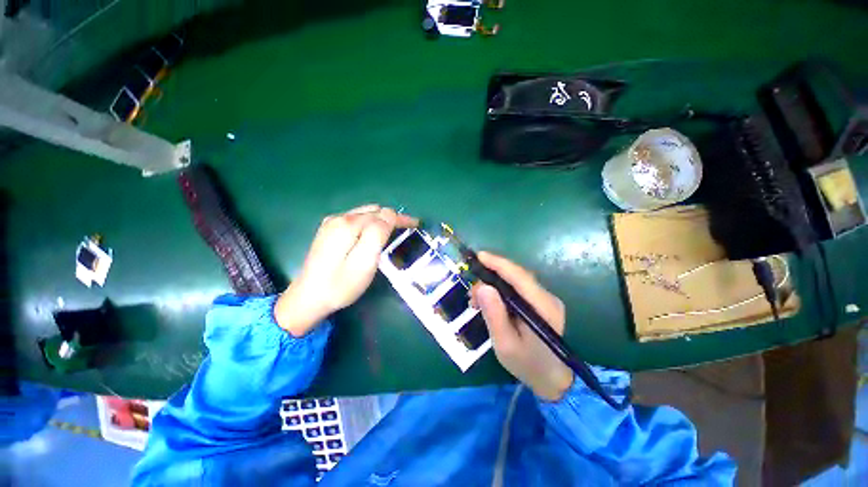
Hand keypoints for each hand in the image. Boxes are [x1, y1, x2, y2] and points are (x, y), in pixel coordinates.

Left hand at [275, 204, 417, 336]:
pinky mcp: (329, 230)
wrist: (307, 298)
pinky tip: (373, 234)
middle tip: (407, 230)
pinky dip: (370, 223)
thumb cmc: (340, 285)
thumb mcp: (364, 262)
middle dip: (392, 217)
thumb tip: (389, 215)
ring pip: (365, 213)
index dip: (401, 218)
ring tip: (394, 231)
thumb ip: (377, 234)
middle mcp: (339, 218)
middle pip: (373, 211)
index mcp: (348, 224)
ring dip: (381, 219)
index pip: (382, 214)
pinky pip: (356, 219)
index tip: (416, 224)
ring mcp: (331, 223)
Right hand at [472, 252, 573, 400]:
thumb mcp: (505, 344)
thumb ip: (494, 315)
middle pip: (517, 276)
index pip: (519, 276)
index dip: (498, 263)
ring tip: (476, 300)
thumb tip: (483, 287)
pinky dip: (501, 291)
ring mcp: (545, 300)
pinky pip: (518, 289)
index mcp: (543, 307)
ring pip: (516, 281)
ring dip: (494, 284)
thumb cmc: (528, 365)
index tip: (478, 256)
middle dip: (491, 276)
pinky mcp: (540, 303)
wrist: (553, 381)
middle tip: (471, 292)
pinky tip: (489, 302)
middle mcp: (547, 298)